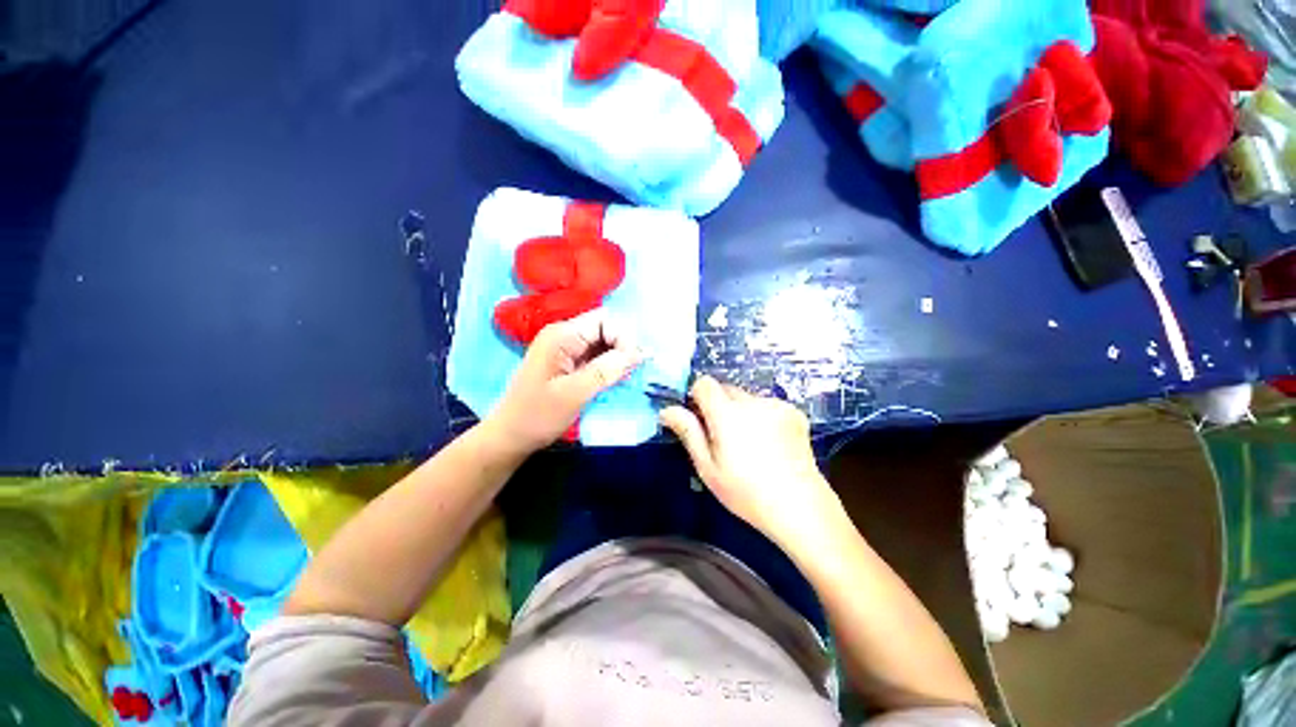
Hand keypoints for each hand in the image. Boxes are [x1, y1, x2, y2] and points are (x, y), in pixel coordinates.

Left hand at [485, 310, 641, 455]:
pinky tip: (617, 380)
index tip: (633, 363)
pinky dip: (610, 366)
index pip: (604, 320)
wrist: (510, 436)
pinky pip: (596, 356)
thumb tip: (641, 352)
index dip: (623, 337)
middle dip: (623, 347)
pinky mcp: (569, 362)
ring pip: (604, 342)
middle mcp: (564, 335)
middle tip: (633, 372)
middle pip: (605, 328)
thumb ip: (607, 370)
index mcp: (561, 335)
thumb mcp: (574, 394)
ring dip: (619, 357)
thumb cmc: (537, 416)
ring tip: (627, 377)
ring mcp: (566, 349)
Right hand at [659, 376, 841, 547]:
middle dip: (718, 405)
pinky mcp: (794, 412)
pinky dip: (762, 416)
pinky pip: (767, 405)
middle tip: (723, 437)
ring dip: (741, 411)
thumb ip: (688, 432)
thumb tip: (667, 409)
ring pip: (746, 397)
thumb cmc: (746, 492)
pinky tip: (770, 443)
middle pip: (725, 389)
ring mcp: (776, 405)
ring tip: (750, 444)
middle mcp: (752, 401)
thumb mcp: (707, 467)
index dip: (697, 397)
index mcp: (727, 414)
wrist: (800, 506)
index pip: (704, 383)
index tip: (699, 418)